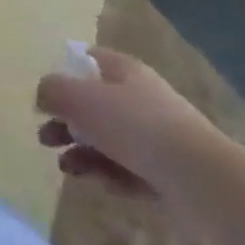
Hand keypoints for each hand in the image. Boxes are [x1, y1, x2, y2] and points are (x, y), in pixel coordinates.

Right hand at [35, 48, 227, 200]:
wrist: (201, 179)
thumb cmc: (135, 126)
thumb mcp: (80, 98)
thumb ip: (52, 91)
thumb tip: (43, 96)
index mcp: (124, 71)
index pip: (88, 60)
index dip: (64, 73)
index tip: (46, 96)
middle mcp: (141, 98)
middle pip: (93, 104)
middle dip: (66, 122)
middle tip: (45, 138)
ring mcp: (156, 136)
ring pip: (107, 140)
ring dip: (82, 153)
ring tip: (67, 168)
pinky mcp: (166, 172)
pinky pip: (128, 169)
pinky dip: (110, 175)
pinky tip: (102, 185)